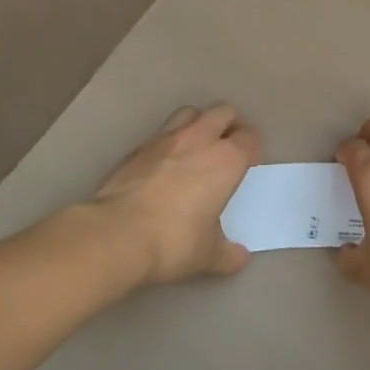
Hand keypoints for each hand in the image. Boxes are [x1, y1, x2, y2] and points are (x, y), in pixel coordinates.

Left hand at [90, 104, 258, 283]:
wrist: (117, 234)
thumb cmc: (173, 242)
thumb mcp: (207, 255)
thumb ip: (227, 253)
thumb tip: (240, 257)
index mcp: (226, 160)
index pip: (250, 137)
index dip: (252, 147)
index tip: (249, 162)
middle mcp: (199, 139)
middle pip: (223, 111)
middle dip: (229, 124)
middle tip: (227, 146)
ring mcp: (166, 138)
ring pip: (190, 112)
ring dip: (198, 123)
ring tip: (196, 145)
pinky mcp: (138, 146)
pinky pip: (161, 132)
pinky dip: (168, 140)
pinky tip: (164, 162)